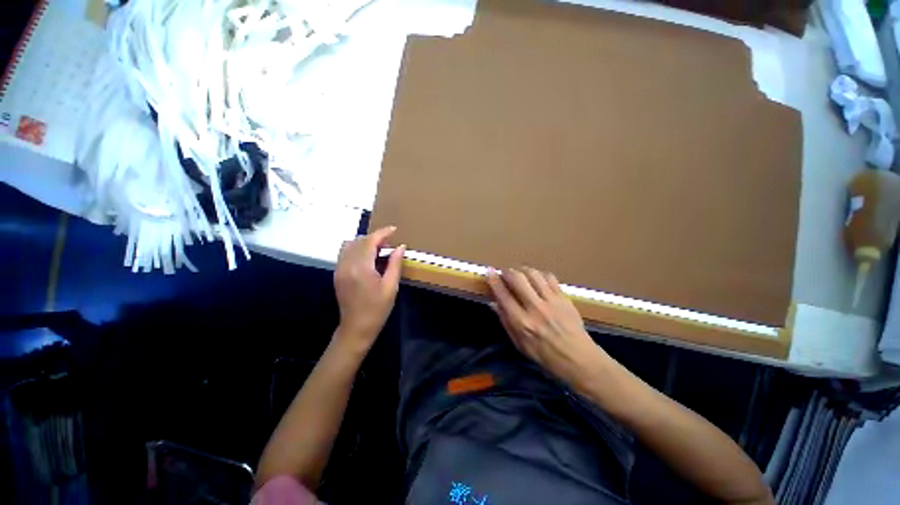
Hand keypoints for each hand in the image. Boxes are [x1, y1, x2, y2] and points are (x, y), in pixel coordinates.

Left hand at [334, 226, 405, 351]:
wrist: (356, 328)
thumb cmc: (377, 309)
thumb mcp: (391, 287)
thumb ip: (395, 264)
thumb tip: (400, 247)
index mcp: (360, 268)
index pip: (369, 241)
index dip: (382, 233)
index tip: (394, 229)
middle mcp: (346, 265)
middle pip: (359, 241)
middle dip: (375, 238)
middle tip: (390, 245)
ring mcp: (339, 269)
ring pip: (349, 245)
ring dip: (364, 242)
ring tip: (379, 250)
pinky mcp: (337, 274)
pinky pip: (345, 253)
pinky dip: (357, 249)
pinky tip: (368, 258)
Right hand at [487, 267, 603, 384]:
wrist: (578, 359)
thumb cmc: (544, 355)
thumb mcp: (519, 344)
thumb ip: (505, 321)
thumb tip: (494, 303)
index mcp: (522, 323)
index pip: (503, 295)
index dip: (494, 280)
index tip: (490, 271)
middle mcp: (535, 308)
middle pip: (518, 279)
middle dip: (508, 272)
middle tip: (505, 273)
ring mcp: (551, 301)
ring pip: (534, 274)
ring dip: (523, 270)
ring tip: (520, 274)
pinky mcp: (564, 298)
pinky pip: (549, 277)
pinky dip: (540, 275)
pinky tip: (537, 279)